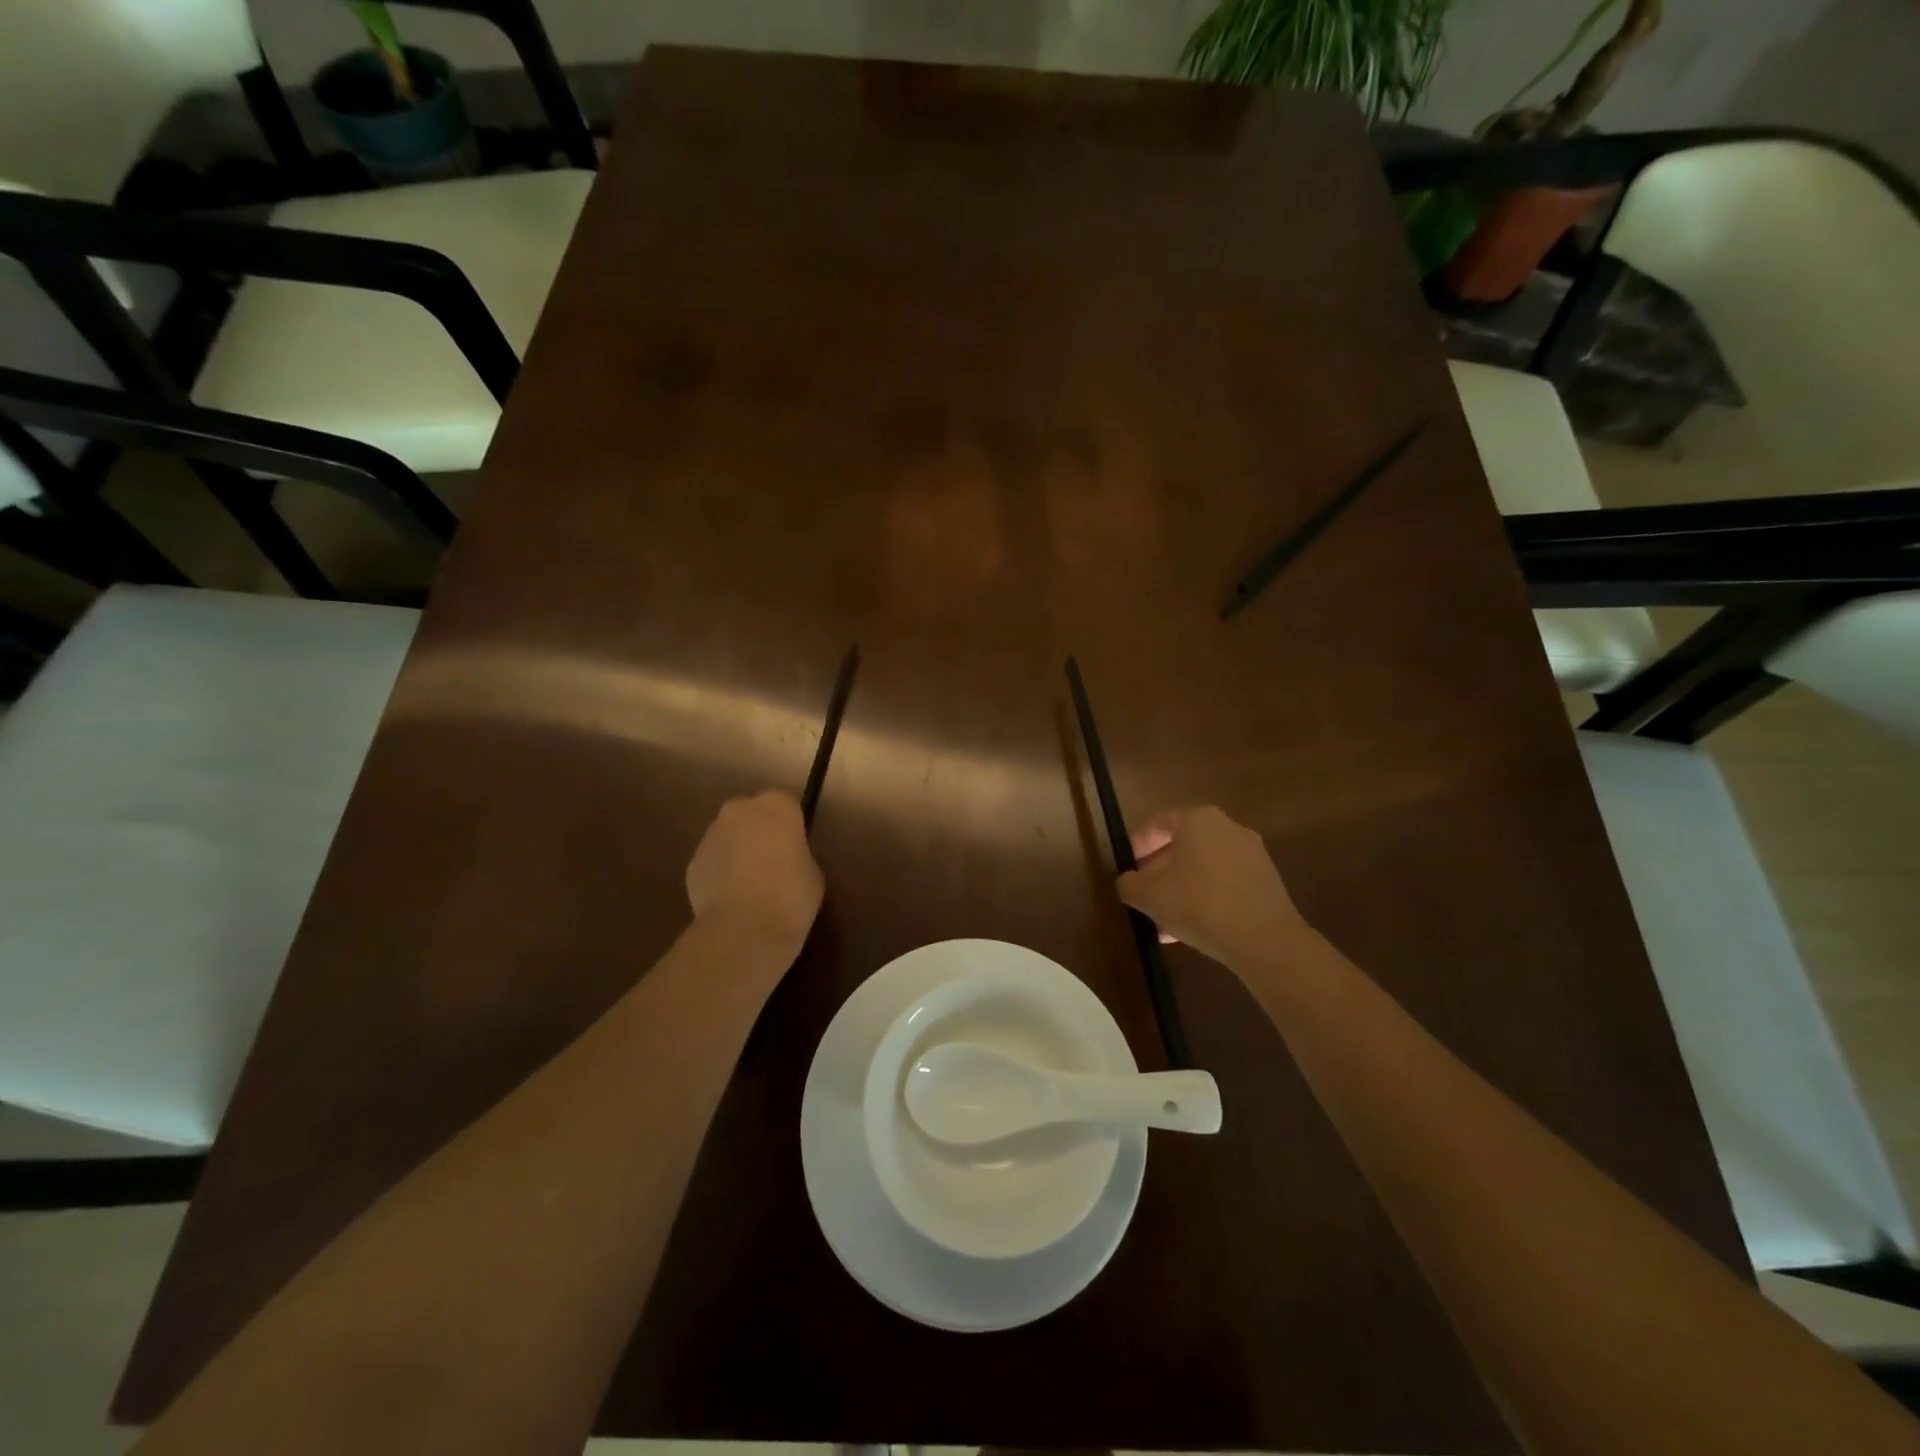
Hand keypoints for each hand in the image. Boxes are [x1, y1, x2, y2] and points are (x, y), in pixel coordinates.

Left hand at [686, 791, 823, 962]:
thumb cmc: (791, 895)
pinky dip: (720, 872)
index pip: (786, 803)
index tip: (796, 846)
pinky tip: (732, 898)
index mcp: (776, 806)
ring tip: (750, 883)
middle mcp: (740, 811)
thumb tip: (787, 859)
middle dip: (758, 828)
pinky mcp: (693, 863)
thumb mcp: (812, 872)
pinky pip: (713, 860)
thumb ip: (798, 854)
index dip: (791, 824)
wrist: (744, 928)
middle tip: (772, 859)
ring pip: (728, 835)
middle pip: (750, 811)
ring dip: (737, 849)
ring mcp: (711, 835)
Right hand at [1116, 805, 1309, 970]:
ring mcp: (1251, 854)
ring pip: (1204, 867)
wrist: (1264, 939)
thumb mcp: (1150, 897)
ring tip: (1163, 920)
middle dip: (1160, 870)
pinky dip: (1205, 897)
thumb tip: (1126, 882)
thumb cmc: (1198, 904)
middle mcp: (1227, 828)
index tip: (1127, 867)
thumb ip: (1129, 885)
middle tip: (1143, 893)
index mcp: (1197, 820)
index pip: (1159, 823)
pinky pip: (1225, 882)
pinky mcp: (1266, 880)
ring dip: (1181, 888)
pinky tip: (1191, 927)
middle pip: (1183, 845)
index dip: (1138, 844)